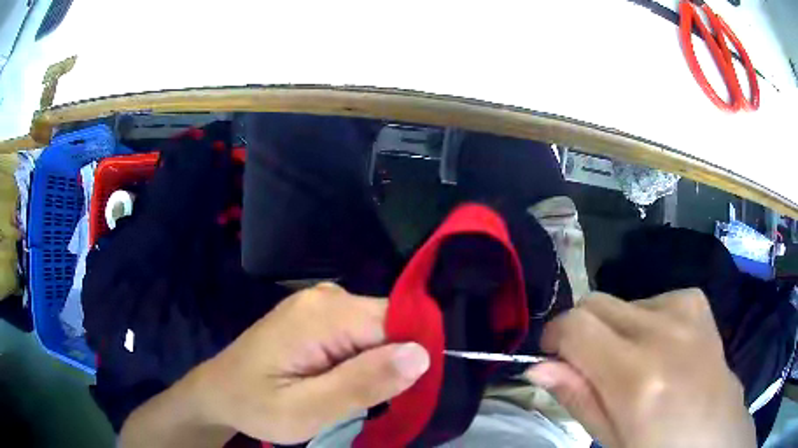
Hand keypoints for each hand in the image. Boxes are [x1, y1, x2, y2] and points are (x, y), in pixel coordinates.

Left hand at [182, 283, 429, 443]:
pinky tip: (344, 382)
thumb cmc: (255, 405)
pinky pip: (360, 334)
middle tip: (376, 403)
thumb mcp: (306, 410)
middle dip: (393, 364)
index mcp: (323, 313)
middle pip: (390, 324)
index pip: (398, 320)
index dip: (412, 357)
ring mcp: (321, 304)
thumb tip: (421, 354)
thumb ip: (362, 384)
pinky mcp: (318, 317)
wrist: (218, 392)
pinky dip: (363, 360)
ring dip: (378, 365)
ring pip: (378, 331)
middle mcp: (326, 297)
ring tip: (356, 396)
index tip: (407, 393)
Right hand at [525, 289, 754, 447]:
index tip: (555, 360)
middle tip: (593, 368)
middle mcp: (662, 333)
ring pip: (622, 303)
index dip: (554, 338)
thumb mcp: (612, 439)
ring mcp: (685, 310)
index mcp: (638, 378)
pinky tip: (661, 348)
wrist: (716, 433)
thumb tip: (539, 366)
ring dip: (615, 331)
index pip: (575, 325)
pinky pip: (652, 299)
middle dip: (582, 332)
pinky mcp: (696, 302)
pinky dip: (644, 321)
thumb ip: (579, 398)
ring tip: (635, 365)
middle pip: (596, 303)